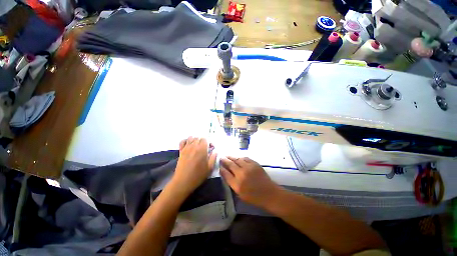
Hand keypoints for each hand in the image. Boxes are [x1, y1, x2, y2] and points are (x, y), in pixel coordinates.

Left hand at [169, 137, 216, 198]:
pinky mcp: (180, 151)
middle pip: (199, 138)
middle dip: (203, 142)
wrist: (183, 181)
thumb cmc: (198, 175)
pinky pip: (183, 141)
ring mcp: (186, 148)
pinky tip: (189, 145)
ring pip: (191, 138)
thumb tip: (215, 151)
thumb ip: (213, 157)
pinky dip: (186, 141)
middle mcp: (194, 146)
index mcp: (202, 149)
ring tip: (197, 147)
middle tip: (205, 149)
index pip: (205, 139)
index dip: (209, 143)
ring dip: (195, 140)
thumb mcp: (210, 168)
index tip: (211, 149)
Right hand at [220, 157, 280, 207]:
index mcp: (237, 184)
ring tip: (227, 156)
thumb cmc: (254, 197)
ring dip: (231, 157)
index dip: (221, 168)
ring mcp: (248, 167)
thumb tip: (226, 174)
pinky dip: (240, 157)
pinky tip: (238, 158)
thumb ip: (232, 183)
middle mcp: (241, 174)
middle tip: (221, 157)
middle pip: (230, 164)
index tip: (219, 165)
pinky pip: (245, 158)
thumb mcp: (240, 194)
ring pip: (237, 159)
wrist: (269, 193)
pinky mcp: (254, 164)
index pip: (226, 174)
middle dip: (224, 160)